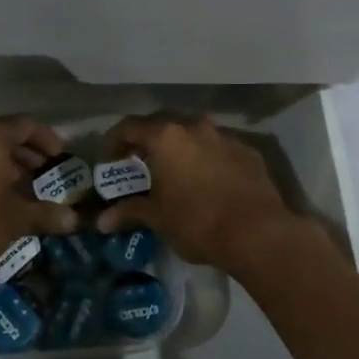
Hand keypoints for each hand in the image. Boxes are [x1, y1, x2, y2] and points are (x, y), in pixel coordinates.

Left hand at [0, 116, 78, 284]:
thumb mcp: (15, 220)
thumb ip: (45, 215)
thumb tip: (72, 219)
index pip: (25, 125)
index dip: (47, 139)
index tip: (60, 157)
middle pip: (1, 137)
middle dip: (25, 156)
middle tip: (42, 176)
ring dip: (2, 168)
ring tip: (19, 192)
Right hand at [93, 115, 299, 274]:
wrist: (257, 233)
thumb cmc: (197, 221)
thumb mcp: (158, 218)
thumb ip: (129, 212)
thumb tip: (102, 221)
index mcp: (166, 137)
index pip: (129, 127)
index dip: (114, 141)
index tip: (109, 159)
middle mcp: (195, 127)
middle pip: (163, 126)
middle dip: (149, 143)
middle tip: (141, 165)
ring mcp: (225, 137)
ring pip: (194, 136)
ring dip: (181, 150)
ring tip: (176, 173)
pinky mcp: (248, 152)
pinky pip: (219, 149)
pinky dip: (208, 160)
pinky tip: (209, 182)